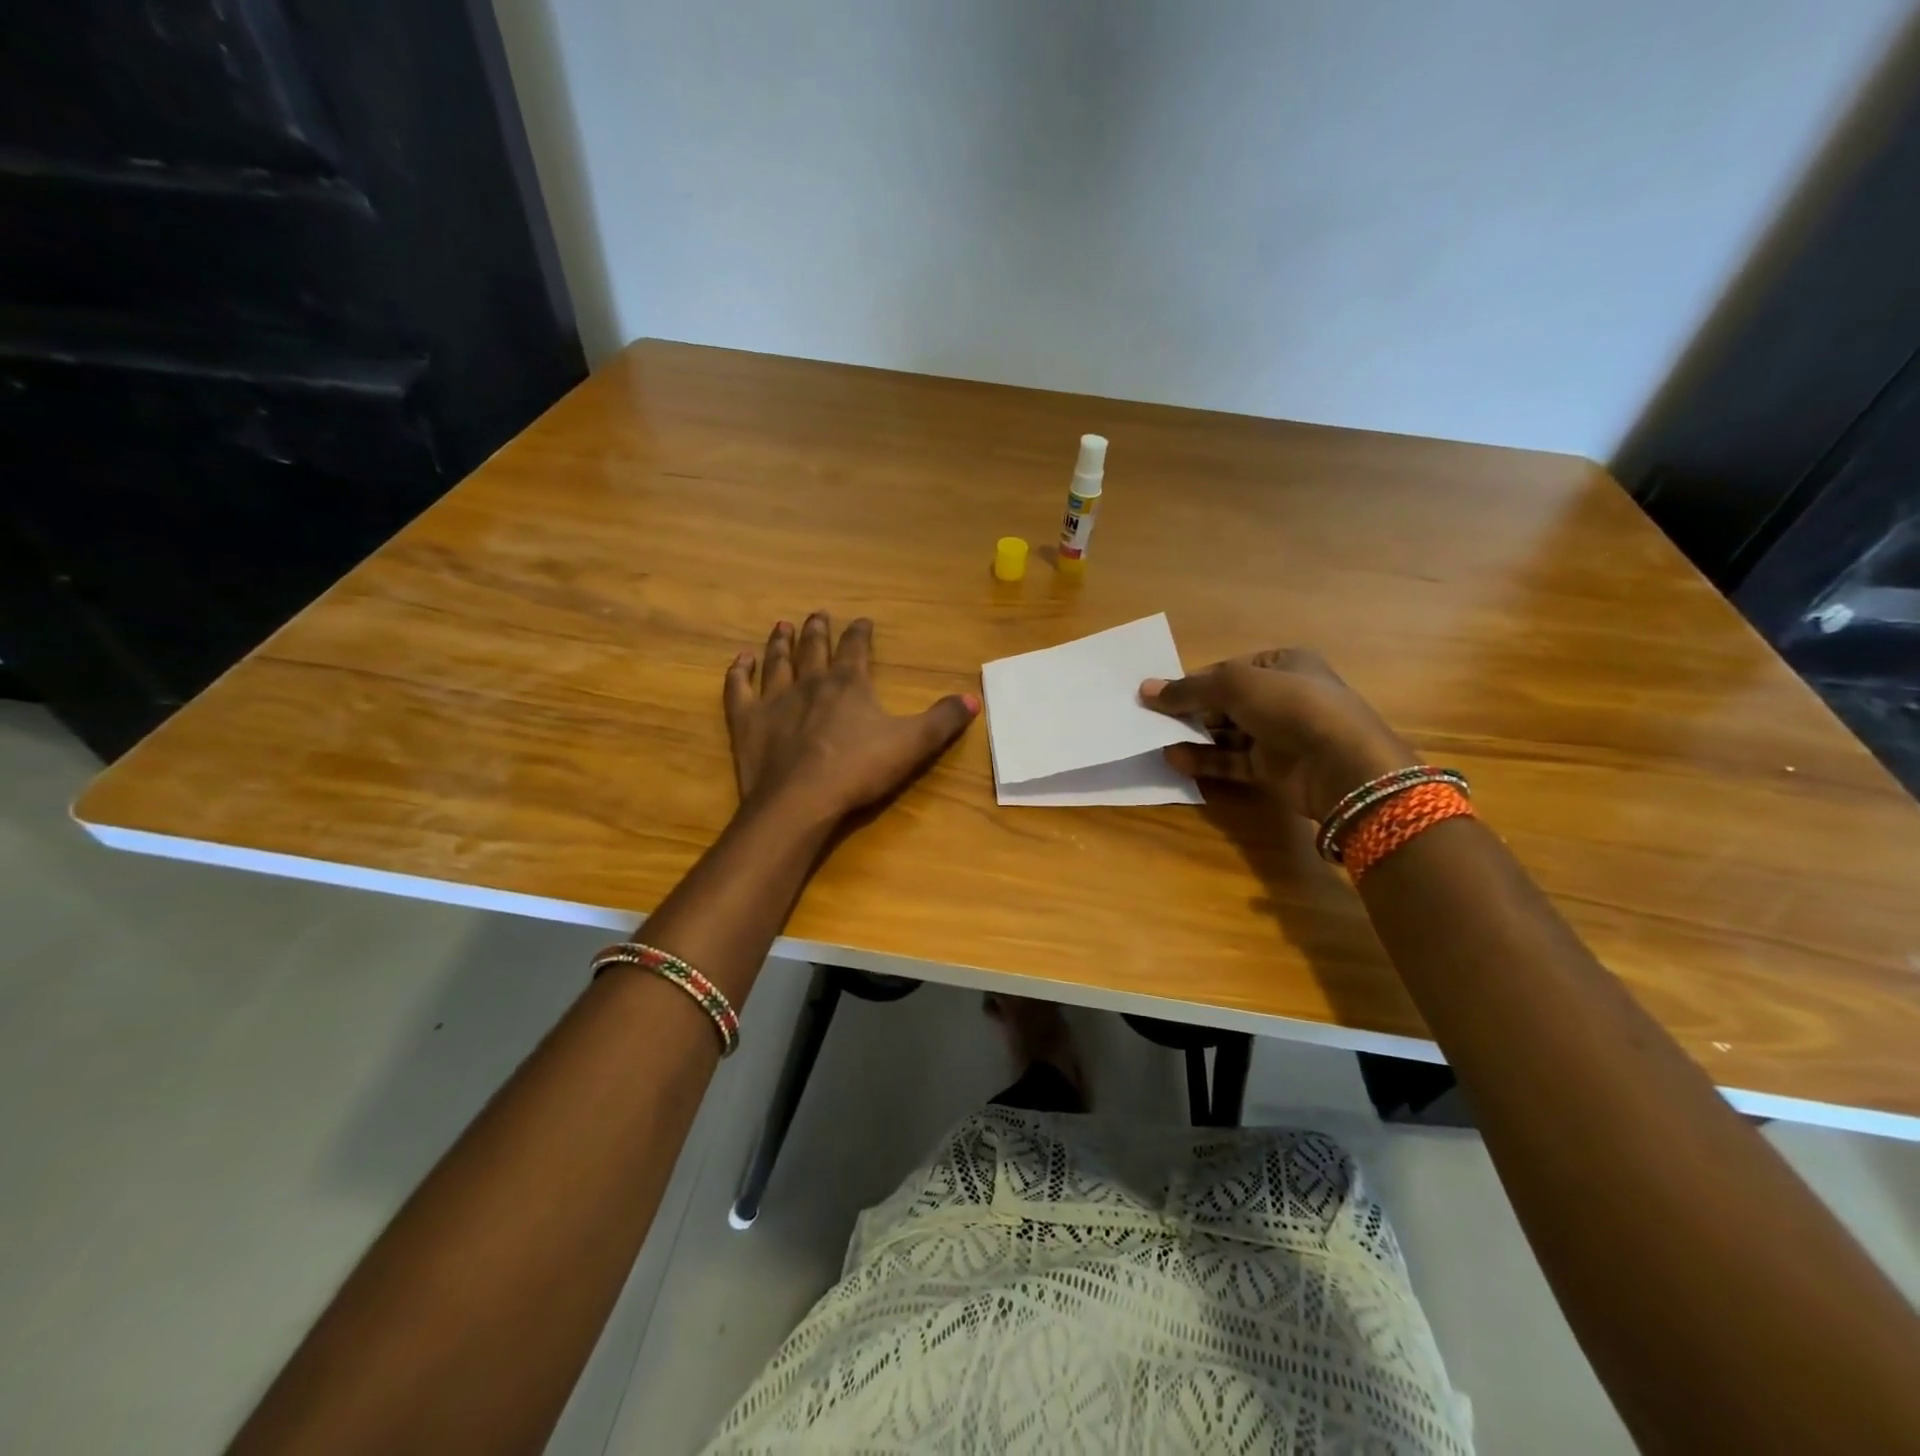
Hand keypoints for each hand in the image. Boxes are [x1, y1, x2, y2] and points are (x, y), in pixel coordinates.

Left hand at [725, 612, 978, 823]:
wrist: (800, 801)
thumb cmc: (859, 770)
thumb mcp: (913, 744)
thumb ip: (942, 720)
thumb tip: (974, 698)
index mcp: (849, 684)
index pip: (856, 648)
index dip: (860, 633)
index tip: (862, 621)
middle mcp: (810, 682)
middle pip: (814, 648)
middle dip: (818, 630)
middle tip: (818, 613)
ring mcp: (774, 700)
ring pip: (777, 661)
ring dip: (780, 643)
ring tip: (782, 625)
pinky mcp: (747, 722)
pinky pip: (739, 689)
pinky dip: (739, 673)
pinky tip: (740, 661)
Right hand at [1141, 648, 1414, 821]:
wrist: (1341, 765)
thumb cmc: (1291, 706)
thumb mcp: (1234, 686)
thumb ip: (1189, 689)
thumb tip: (1145, 689)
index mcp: (1284, 664)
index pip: (1229, 669)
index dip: (1195, 680)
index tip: (1160, 693)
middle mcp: (1282, 697)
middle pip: (1225, 701)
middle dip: (1190, 710)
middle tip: (1152, 718)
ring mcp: (1279, 734)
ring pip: (1226, 733)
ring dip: (1193, 736)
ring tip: (1157, 739)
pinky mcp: (1273, 768)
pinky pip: (1231, 760)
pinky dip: (1205, 760)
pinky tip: (1175, 759)